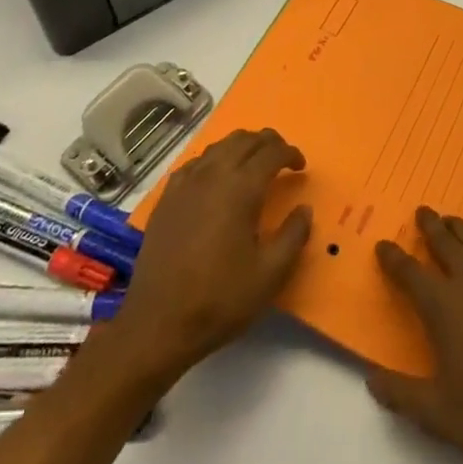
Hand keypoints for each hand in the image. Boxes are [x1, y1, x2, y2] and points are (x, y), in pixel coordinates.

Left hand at [110, 129, 311, 382]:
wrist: (158, 323)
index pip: (271, 152)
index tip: (301, 166)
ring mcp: (186, 183)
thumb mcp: (269, 274)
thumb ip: (293, 236)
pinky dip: (213, 160)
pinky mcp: (167, 197)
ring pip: (219, 146)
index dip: (290, 153)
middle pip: (244, 140)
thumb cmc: (220, 299)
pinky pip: (195, 163)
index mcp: (241, 188)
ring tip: (253, 163)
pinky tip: (216, 178)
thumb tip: (304, 209)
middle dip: (268, 142)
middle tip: (281, 158)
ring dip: (241, 147)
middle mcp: (213, 175)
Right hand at [365, 207, 462, 463]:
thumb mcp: (436, 414)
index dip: (393, 257)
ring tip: (454, 223)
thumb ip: (398, 393)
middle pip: (446, 243)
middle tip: (423, 211)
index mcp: (443, 305)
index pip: (409, 272)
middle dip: (431, 226)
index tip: (383, 244)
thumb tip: (369, 378)